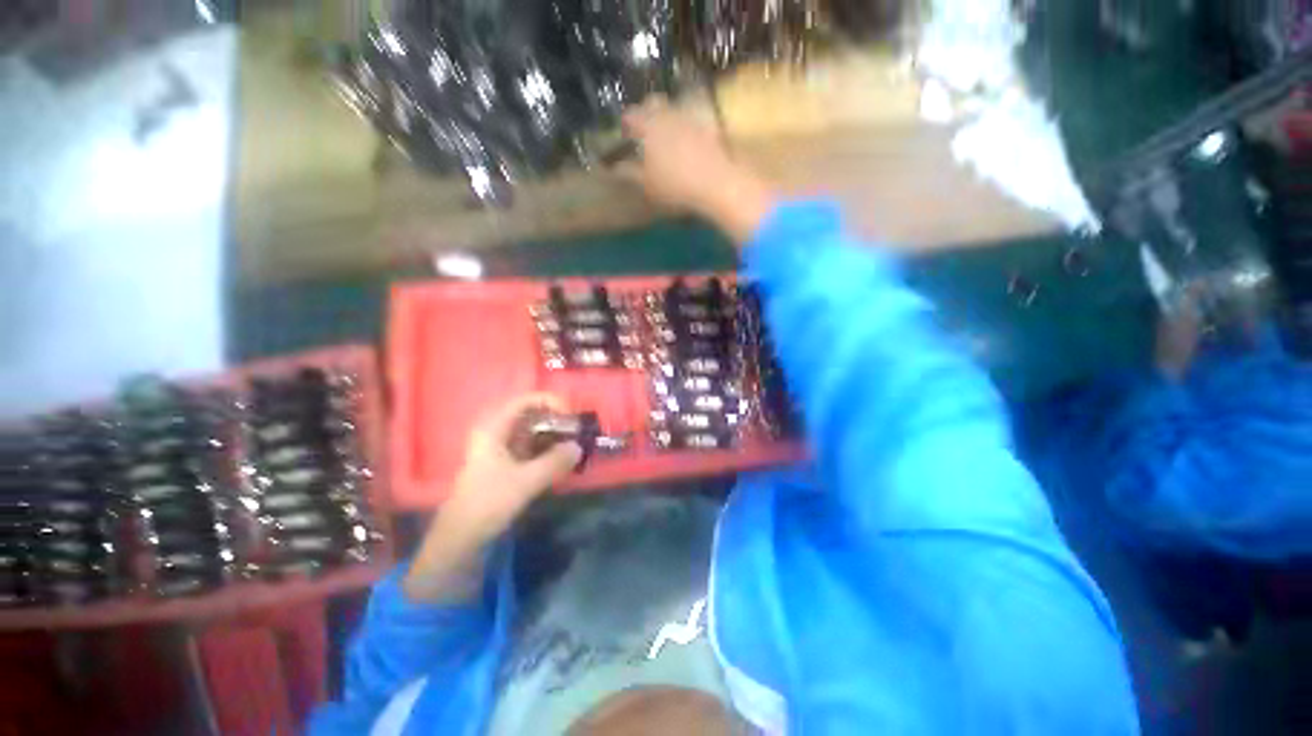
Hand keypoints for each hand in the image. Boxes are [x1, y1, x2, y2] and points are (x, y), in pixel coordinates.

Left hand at [405, 394, 580, 602]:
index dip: (551, 401)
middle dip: (557, 420)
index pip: (526, 400)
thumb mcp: (525, 481)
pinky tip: (563, 461)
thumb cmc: (488, 501)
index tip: (571, 416)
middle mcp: (498, 432)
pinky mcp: (507, 463)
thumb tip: (578, 447)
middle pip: (532, 414)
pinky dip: (549, 450)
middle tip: (577, 432)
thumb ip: (554, 462)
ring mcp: (502, 447)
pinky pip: (533, 447)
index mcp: (495, 427)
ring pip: (534, 432)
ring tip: (575, 446)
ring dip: (555, 436)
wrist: (461, 536)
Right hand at [619, 97, 774, 244]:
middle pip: (653, 103)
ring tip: (667, 138)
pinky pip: (694, 119)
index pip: (630, 115)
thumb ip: (629, 173)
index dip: (625, 124)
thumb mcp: (647, 184)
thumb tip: (614, 168)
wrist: (716, 182)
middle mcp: (668, 113)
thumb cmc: (675, 185)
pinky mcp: (710, 124)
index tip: (625, 134)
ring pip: (674, 108)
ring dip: (667, 119)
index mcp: (648, 125)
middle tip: (645, 131)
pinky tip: (689, 143)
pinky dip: (688, 127)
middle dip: (646, 112)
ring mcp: (690, 116)